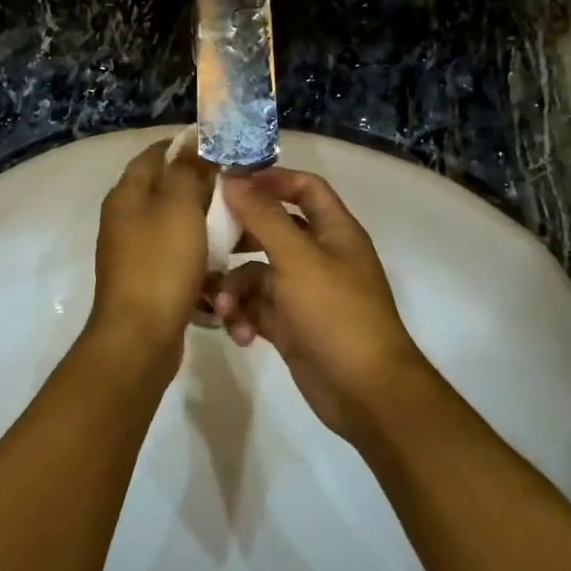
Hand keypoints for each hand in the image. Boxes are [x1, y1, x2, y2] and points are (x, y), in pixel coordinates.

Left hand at [88, 140, 217, 369]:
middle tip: (240, 188)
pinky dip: (201, 255)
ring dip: (206, 223)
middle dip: (203, 186)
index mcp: (127, 194)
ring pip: (177, 225)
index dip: (188, 145)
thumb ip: (188, 171)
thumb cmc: (161, 264)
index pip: (156, 153)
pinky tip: (226, 261)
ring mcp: (136, 251)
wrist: (140, 337)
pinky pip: (179, 256)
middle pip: (168, 189)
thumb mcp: (179, 207)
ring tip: (241, 224)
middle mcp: (126, 218)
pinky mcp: (149, 279)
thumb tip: (195, 144)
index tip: (224, 147)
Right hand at [211, 168, 432, 442]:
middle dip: (239, 237)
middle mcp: (319, 256)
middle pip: (272, 229)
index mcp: (333, 231)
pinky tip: (239, 334)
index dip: (271, 179)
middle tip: (205, 238)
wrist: (365, 392)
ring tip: (225, 309)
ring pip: (257, 273)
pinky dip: (244, 317)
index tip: (230, 182)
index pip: (305, 187)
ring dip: (236, 288)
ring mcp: (304, 292)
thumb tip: (233, 178)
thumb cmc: (336, 313)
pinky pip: (256, 308)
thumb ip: (263, 216)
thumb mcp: (297, 258)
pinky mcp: (290, 325)